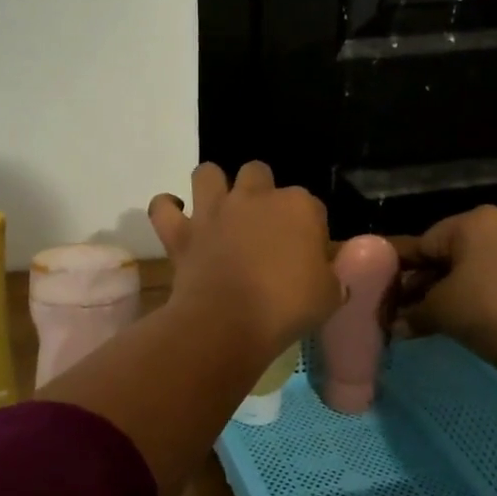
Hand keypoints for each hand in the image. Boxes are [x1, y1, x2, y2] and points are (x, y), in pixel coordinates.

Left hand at [149, 162, 341, 357]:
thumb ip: (333, 274)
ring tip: (218, 208)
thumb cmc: (286, 308)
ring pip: (207, 173)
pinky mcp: (181, 231)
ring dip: (212, 186)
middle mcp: (255, 197)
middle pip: (259, 173)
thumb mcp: (330, 295)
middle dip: (261, 191)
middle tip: (263, 225)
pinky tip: (175, 216)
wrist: (228, 322)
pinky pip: (163, 207)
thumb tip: (330, 270)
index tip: (307, 254)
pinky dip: (167, 209)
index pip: (312, 207)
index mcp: (299, 206)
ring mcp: (214, 210)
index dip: (310, 229)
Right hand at [391, 205, 496, 378]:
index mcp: (475, 221)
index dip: (397, 270)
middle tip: (397, 310)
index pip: (422, 242)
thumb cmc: (490, 313)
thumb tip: (392, 325)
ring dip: (444, 294)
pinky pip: (491, 281)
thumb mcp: (439, 310)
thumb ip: (411, 312)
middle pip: (446, 255)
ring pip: (469, 270)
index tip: (378, 290)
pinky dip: (471, 298)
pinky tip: (453, 320)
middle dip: (420, 284)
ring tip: (420, 319)